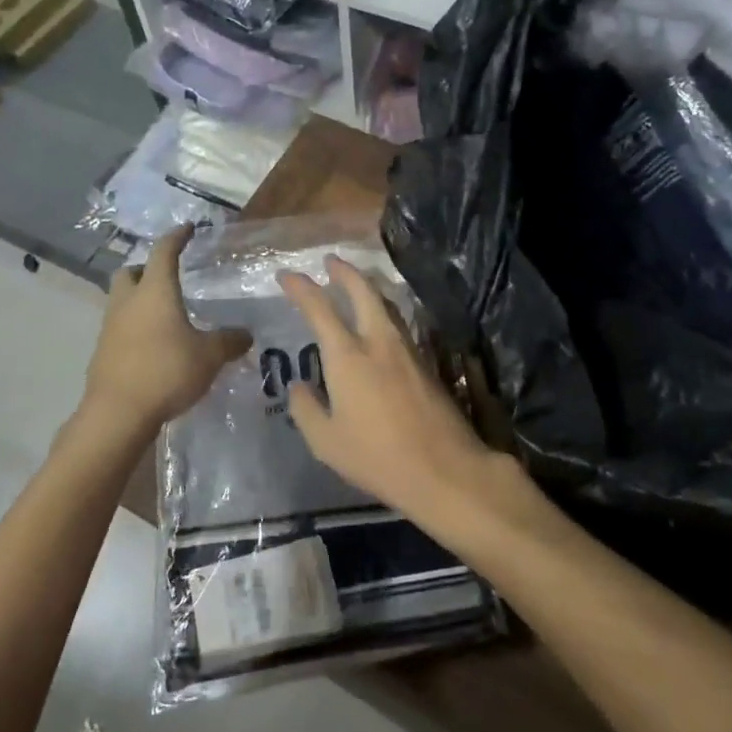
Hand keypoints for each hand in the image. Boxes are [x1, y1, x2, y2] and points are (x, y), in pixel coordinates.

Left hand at [82, 224, 250, 439]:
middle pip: (130, 272)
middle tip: (167, 277)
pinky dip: (135, 328)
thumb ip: (229, 341)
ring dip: (139, 300)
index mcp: (155, 291)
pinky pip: (119, 328)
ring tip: (165, 314)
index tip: (187, 229)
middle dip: (146, 269)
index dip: (177, 237)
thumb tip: (246, 334)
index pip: (164, 251)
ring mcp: (110, 327)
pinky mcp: (103, 352)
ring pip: (121, 300)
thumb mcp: (209, 356)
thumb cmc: (166, 371)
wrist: (118, 413)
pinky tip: (154, 345)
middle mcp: (128, 301)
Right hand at [278, 256, 518, 537]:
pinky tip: (380, 323)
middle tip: (331, 261)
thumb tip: (299, 385)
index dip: (301, 288)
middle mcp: (378, 342)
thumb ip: (307, 409)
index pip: (320, 308)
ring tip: (355, 284)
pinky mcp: (426, 364)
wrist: (445, 469)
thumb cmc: (377, 458)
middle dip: (344, 271)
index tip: (286, 275)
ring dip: (367, 288)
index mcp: (348, 356)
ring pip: (386, 305)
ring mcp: (407, 350)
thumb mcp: (326, 442)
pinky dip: (384, 311)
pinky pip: (399, 324)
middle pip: (363, 291)